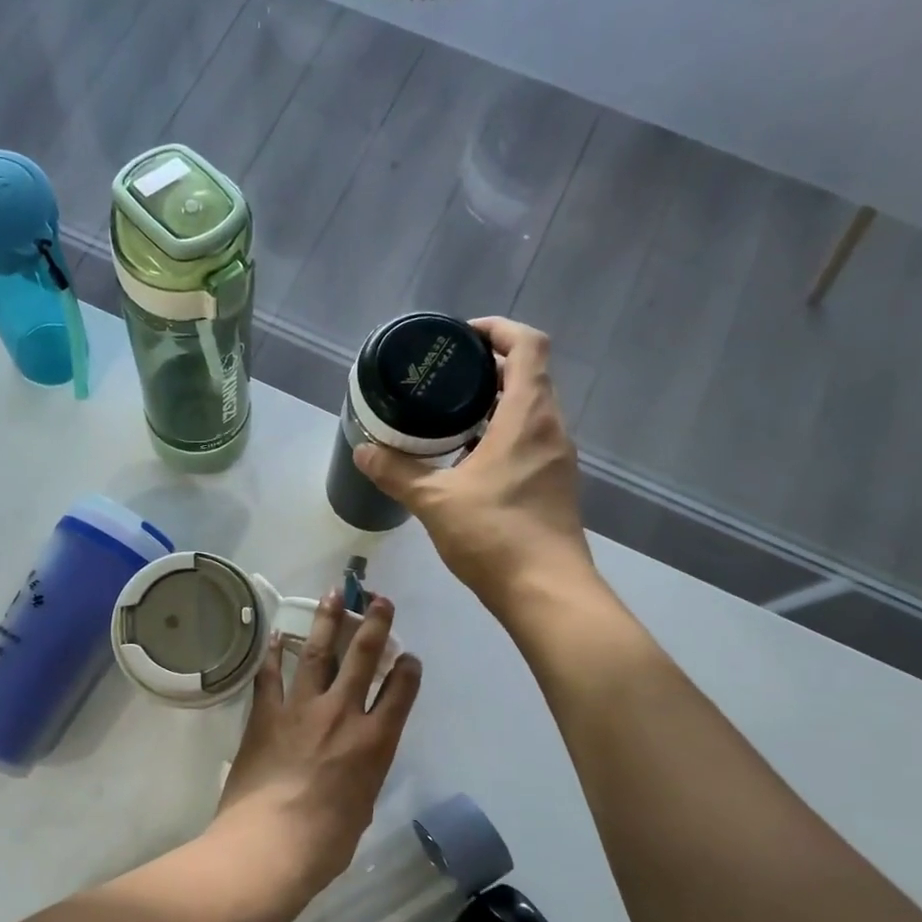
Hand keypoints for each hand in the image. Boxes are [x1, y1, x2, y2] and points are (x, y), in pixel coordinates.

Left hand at [214, 593, 421, 891]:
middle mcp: (342, 714)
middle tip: (379, 599)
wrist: (270, 844)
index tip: (408, 656)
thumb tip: (352, 769)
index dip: (407, 669)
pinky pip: (271, 677)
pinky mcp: (266, 715)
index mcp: (375, 742)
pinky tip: (279, 634)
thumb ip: (361, 778)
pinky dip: (275, 654)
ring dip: (327, 622)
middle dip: (374, 624)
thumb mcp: (360, 808)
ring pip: (318, 655)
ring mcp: (301, 709)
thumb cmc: (325, 842)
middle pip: (363, 658)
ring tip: (333, 595)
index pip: (400, 692)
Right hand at [354, 316, 596, 612]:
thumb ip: (397, 472)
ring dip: (496, 404)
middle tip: (444, 379)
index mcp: (528, 416)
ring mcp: (558, 458)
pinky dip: (502, 435)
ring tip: (449, 417)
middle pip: (529, 375)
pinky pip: (531, 441)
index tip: (461, 338)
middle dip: (489, 368)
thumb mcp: (435, 501)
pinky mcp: (556, 485)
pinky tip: (468, 461)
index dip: (497, 330)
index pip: (527, 345)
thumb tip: (363, 450)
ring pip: (531, 411)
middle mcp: (551, 428)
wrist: (547, 592)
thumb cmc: (494, 535)